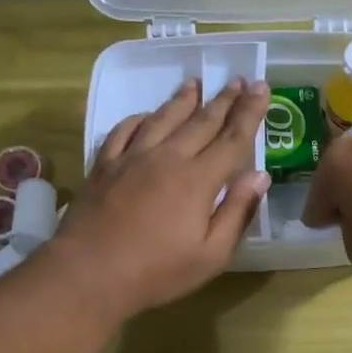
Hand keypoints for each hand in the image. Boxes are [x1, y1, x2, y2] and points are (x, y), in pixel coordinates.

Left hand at [50, 76, 271, 318]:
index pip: (232, 139)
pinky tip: (146, 115)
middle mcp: (168, 158)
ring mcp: (132, 158)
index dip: (250, 113)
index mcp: (198, 180)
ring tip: (196, 83)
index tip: (262, 88)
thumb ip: (237, 213)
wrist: (89, 273)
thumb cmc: (157, 272)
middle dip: (224, 99)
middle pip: (201, 122)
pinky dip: (140, 118)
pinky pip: (124, 130)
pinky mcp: (104, 165)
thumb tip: (259, 176)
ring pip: (163, 118)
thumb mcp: (211, 254)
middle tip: (239, 80)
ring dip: (183, 100)